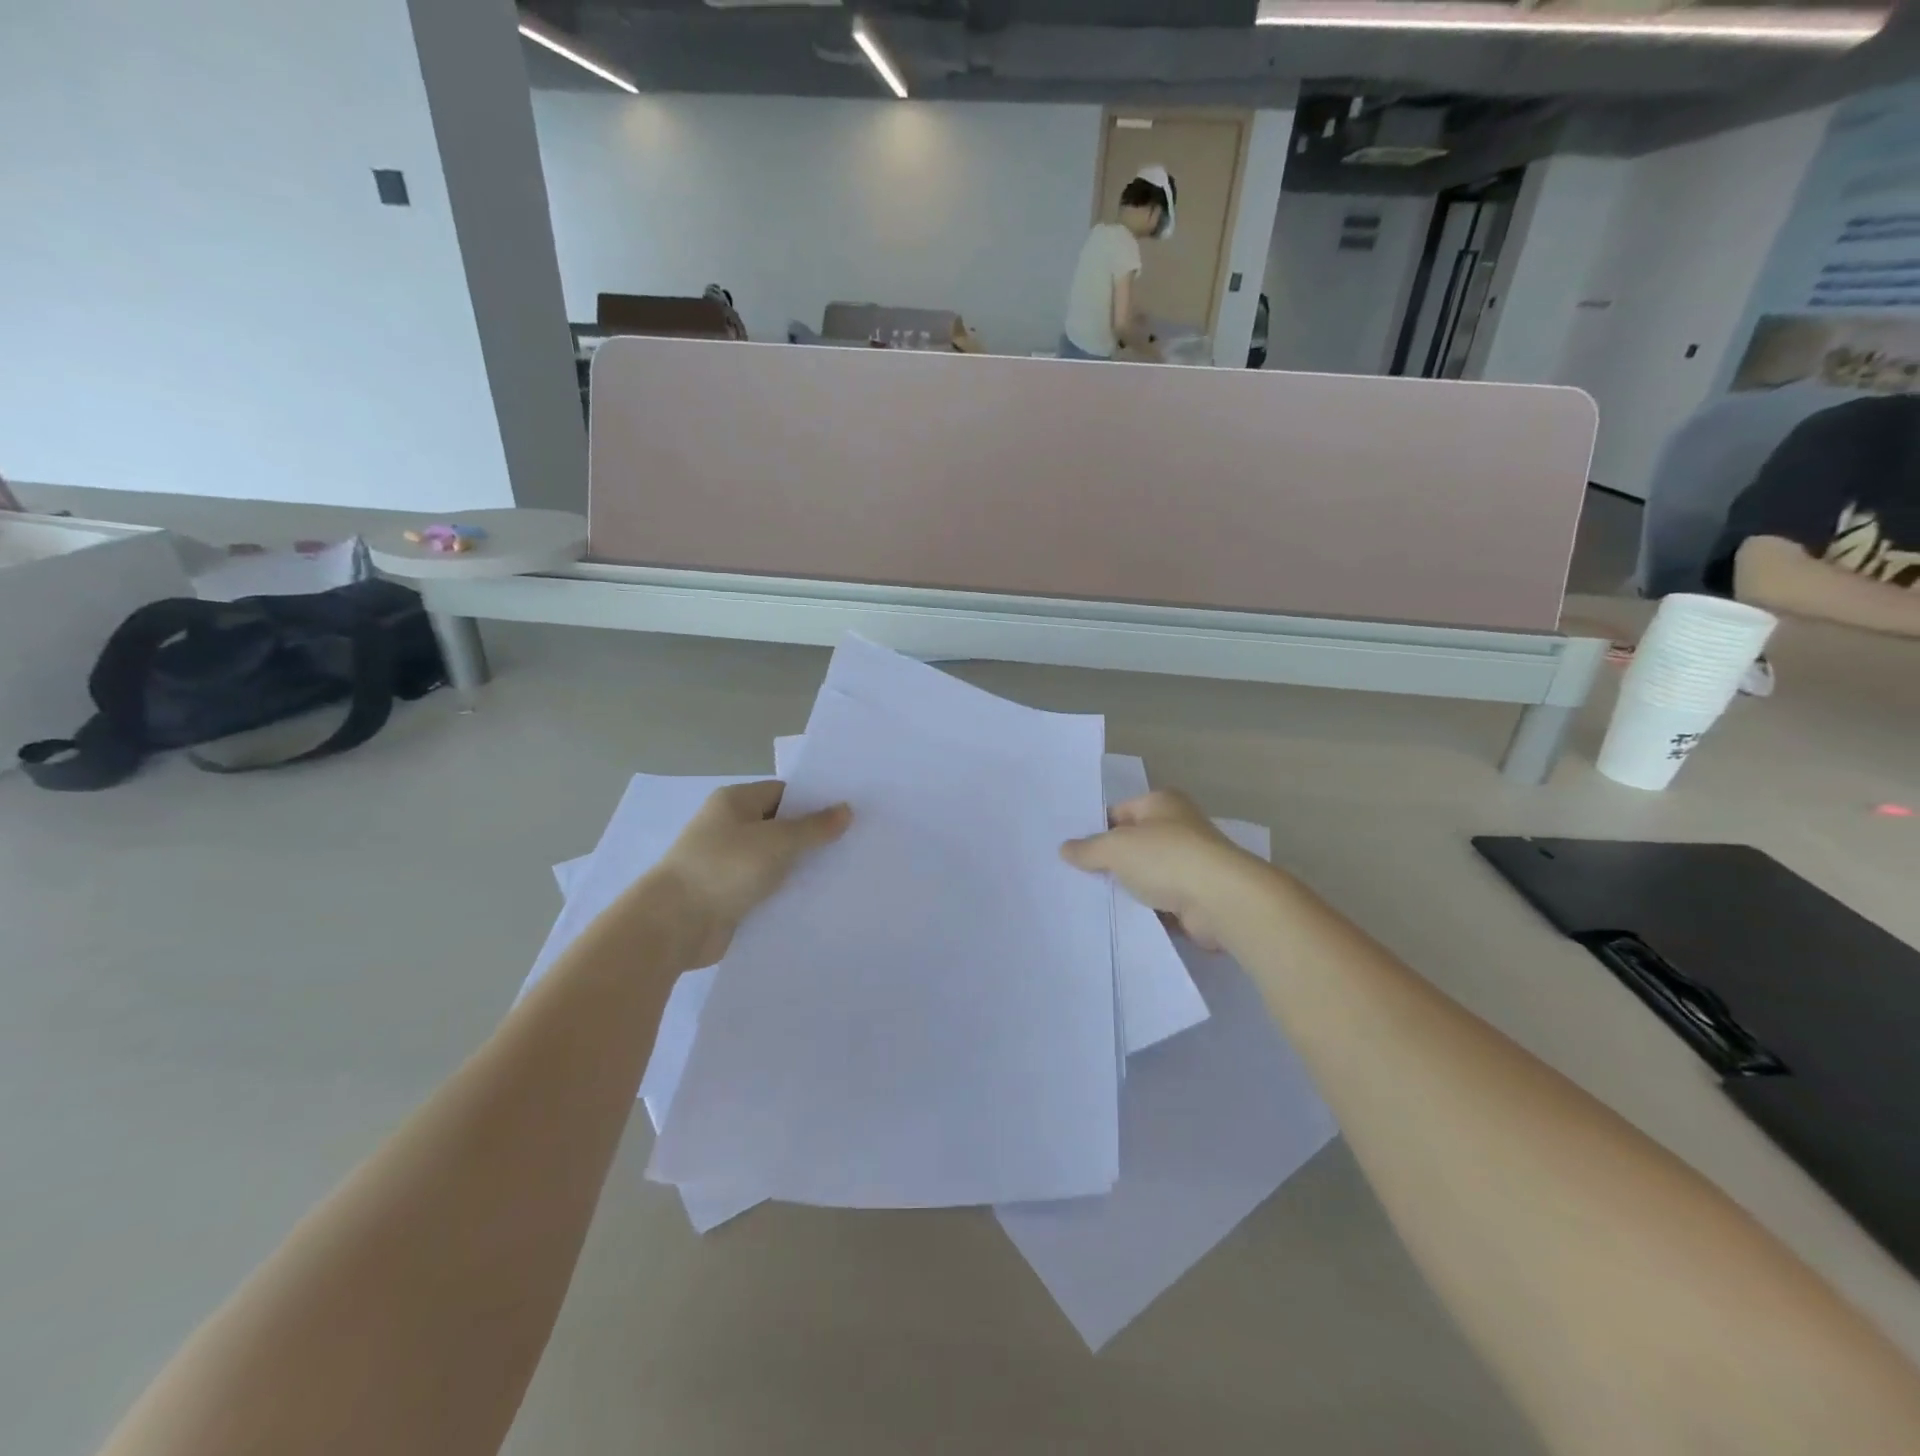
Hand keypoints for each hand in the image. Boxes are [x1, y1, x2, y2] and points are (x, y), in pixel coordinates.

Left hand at [635, 782, 850, 967]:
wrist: (674, 925)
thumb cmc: (724, 868)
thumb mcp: (777, 842)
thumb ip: (814, 827)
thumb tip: (846, 810)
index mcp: (735, 802)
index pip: (784, 792)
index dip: (816, 800)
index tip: (850, 812)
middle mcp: (730, 827)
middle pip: (781, 826)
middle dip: (813, 836)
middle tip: (856, 841)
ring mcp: (729, 863)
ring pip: (775, 859)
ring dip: (802, 867)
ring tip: (846, 870)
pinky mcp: (730, 895)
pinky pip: (766, 887)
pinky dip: (787, 892)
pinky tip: (819, 898)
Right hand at [1062, 791, 1266, 949]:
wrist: (1220, 900)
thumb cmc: (1166, 858)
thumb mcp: (1116, 848)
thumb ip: (1088, 848)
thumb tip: (1065, 848)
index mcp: (1161, 803)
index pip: (1119, 812)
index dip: (1096, 830)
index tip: (1073, 852)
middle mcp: (1179, 827)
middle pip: (1134, 844)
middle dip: (1110, 861)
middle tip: (1076, 878)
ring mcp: (1191, 863)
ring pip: (1147, 875)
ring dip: (1129, 888)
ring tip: (1093, 902)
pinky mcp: (1197, 897)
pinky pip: (1161, 902)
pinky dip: (1146, 910)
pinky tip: (1122, 919)